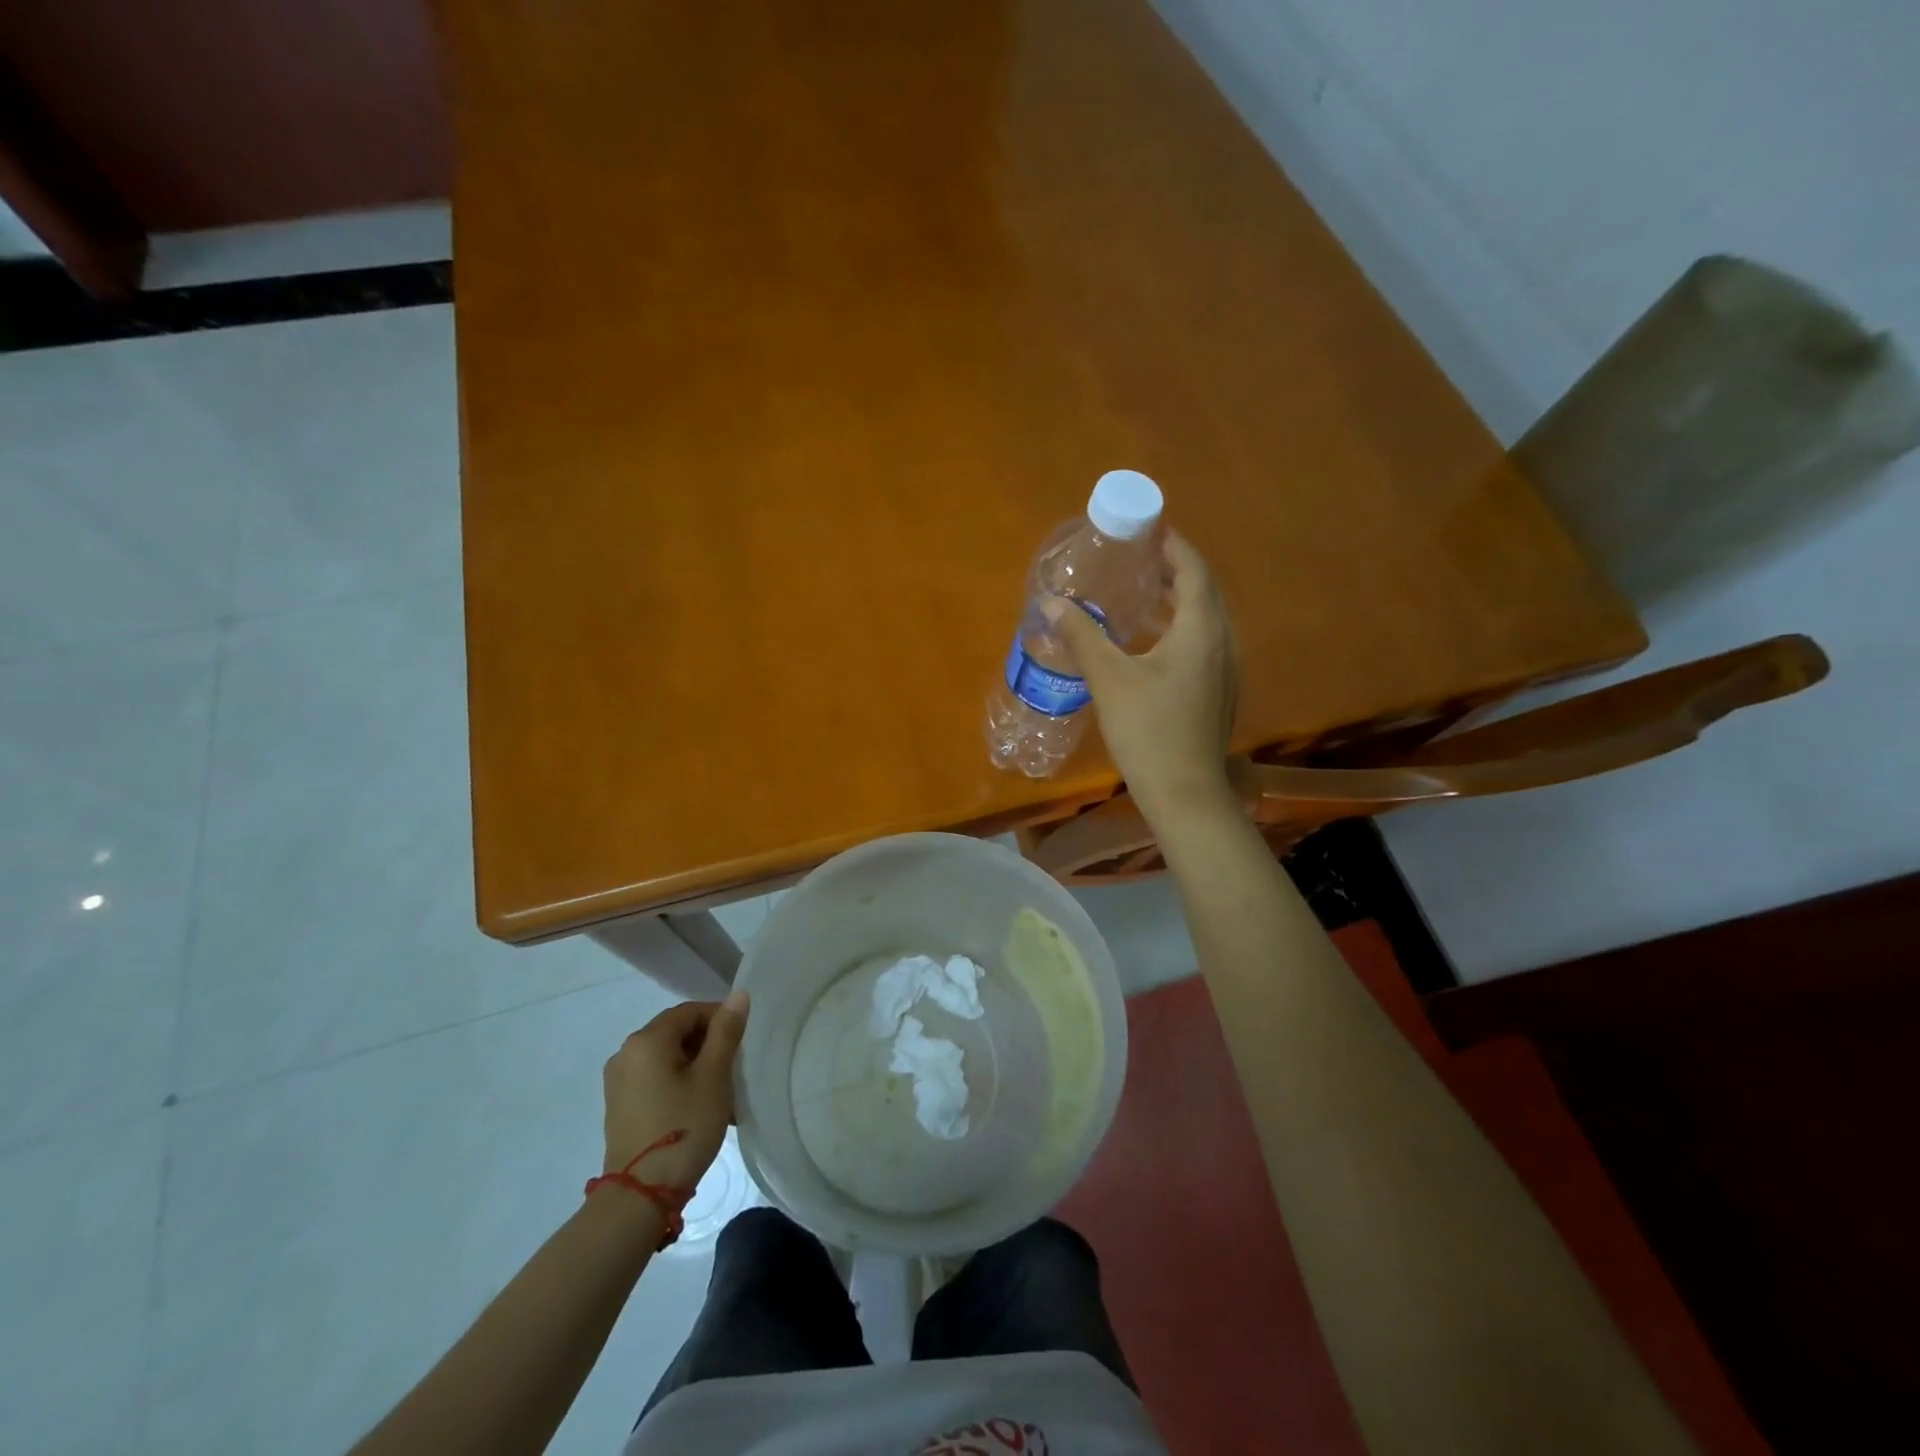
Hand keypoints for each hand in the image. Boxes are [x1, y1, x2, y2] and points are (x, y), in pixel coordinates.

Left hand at [601, 993, 748, 1191]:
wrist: (640, 1196)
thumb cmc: (683, 1126)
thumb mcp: (714, 1076)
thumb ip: (726, 1031)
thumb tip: (738, 995)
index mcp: (647, 1040)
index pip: (690, 1011)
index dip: (720, 1020)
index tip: (742, 1045)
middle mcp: (626, 1053)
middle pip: (677, 1033)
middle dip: (709, 1046)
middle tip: (734, 1071)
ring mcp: (619, 1082)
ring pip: (668, 1058)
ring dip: (697, 1067)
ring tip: (722, 1095)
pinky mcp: (620, 1106)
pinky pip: (656, 1079)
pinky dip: (680, 1084)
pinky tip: (699, 1109)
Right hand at [1045, 531, 1240, 825]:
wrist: (1184, 792)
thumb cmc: (1148, 730)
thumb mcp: (1109, 679)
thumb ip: (1082, 636)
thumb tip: (1051, 603)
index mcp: (1201, 630)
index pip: (1193, 571)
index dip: (1174, 546)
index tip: (1150, 529)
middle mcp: (1222, 643)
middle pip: (1204, 592)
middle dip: (1176, 570)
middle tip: (1141, 558)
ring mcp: (1225, 670)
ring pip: (1205, 620)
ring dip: (1179, 600)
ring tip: (1143, 593)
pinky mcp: (1217, 692)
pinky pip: (1203, 643)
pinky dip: (1181, 627)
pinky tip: (1152, 642)